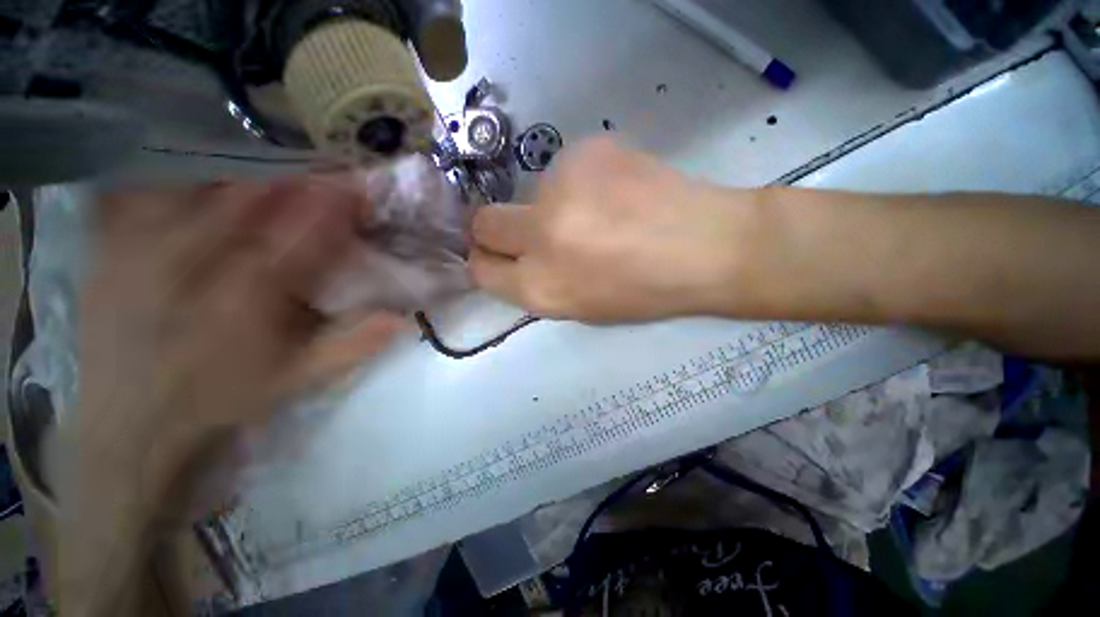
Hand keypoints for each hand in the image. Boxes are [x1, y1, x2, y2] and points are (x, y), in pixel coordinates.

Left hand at [60, 178, 404, 613]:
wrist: (132, 423)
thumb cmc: (223, 398)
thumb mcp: (298, 380)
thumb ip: (353, 345)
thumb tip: (402, 317)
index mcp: (245, 301)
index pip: (300, 236)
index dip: (333, 207)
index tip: (358, 189)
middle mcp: (190, 267)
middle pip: (248, 200)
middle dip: (294, 178)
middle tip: (324, 164)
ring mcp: (141, 251)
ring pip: (197, 187)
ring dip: (242, 168)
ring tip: (272, 158)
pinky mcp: (109, 249)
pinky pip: (139, 191)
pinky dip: (173, 172)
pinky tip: (197, 163)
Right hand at [469, 138, 755, 320]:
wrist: (708, 246)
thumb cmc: (645, 291)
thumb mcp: (581, 307)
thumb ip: (537, 285)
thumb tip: (512, 259)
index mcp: (541, 288)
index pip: (481, 269)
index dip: (486, 261)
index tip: (498, 255)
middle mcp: (540, 237)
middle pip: (485, 222)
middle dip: (499, 229)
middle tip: (536, 231)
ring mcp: (561, 188)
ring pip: (531, 194)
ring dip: (553, 205)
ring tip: (602, 214)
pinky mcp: (587, 149)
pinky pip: (566, 170)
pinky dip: (582, 182)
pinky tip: (618, 191)